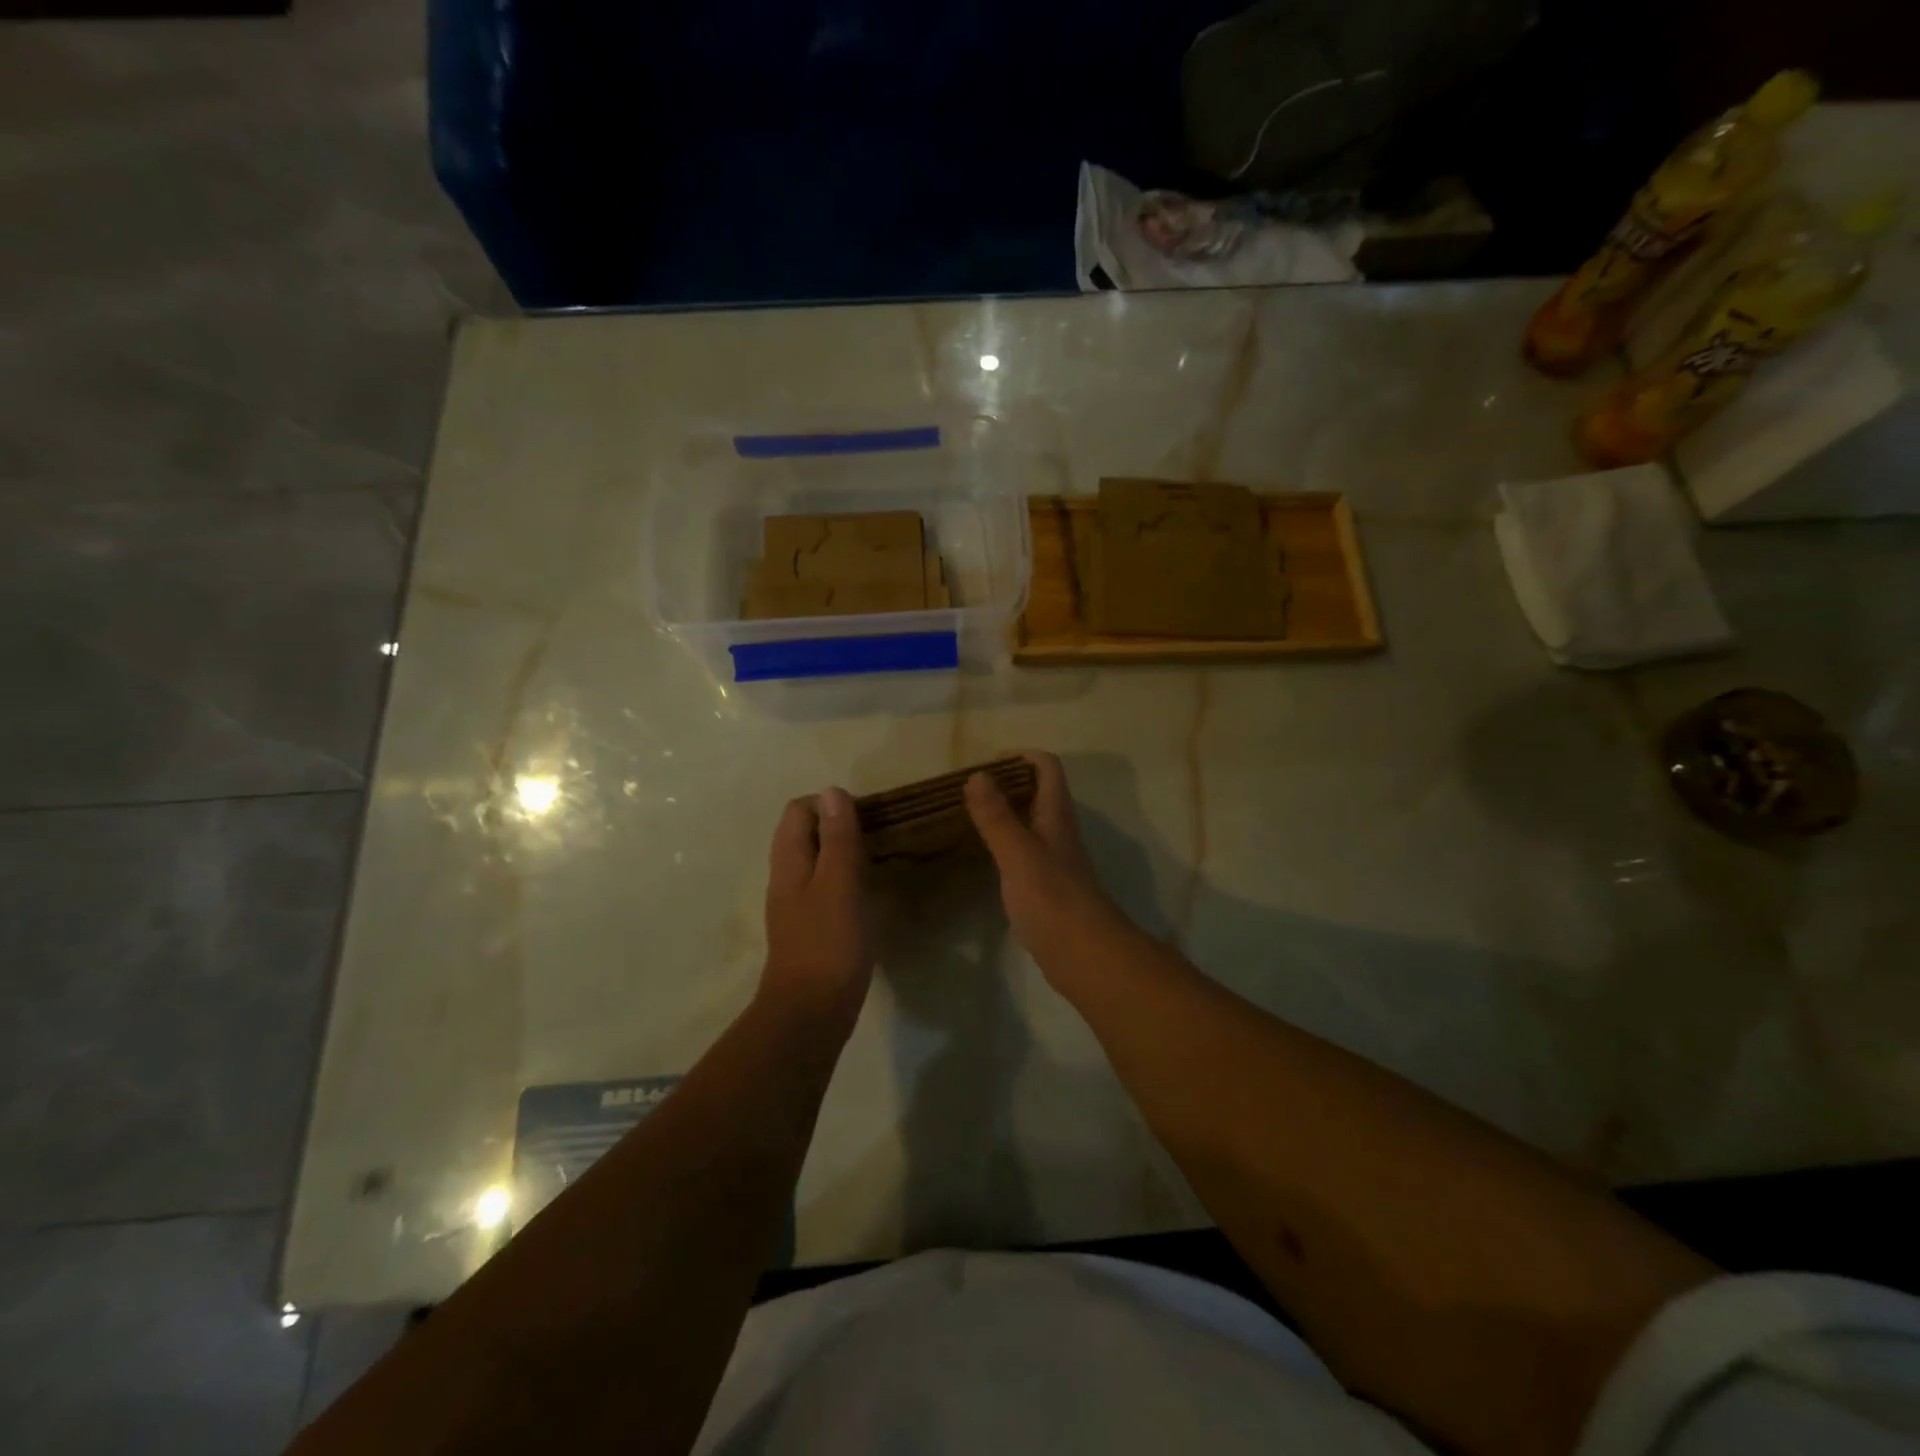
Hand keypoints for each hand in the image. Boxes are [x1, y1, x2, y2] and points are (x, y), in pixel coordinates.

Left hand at [761, 788, 872, 1035]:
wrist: (810, 1014)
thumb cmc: (828, 944)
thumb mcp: (839, 885)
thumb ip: (837, 839)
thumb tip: (832, 791)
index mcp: (789, 863)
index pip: (798, 811)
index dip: (829, 804)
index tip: (865, 816)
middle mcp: (786, 879)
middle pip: (803, 834)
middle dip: (836, 825)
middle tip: (875, 833)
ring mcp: (795, 906)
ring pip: (814, 861)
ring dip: (840, 851)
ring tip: (875, 856)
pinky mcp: (809, 928)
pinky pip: (823, 887)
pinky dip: (842, 878)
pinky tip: (865, 891)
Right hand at [965, 753, 1133, 981]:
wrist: (1085, 955)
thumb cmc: (1052, 899)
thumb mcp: (1018, 853)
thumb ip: (997, 817)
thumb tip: (978, 775)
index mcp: (1056, 816)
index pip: (1048, 768)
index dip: (1022, 756)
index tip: (988, 763)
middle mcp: (1059, 833)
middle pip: (1040, 793)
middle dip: (1009, 783)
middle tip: (970, 791)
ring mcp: (1055, 862)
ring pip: (1032, 824)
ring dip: (1006, 814)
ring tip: (970, 818)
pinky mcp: (1048, 888)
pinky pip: (1025, 853)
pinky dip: (1005, 845)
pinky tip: (984, 858)